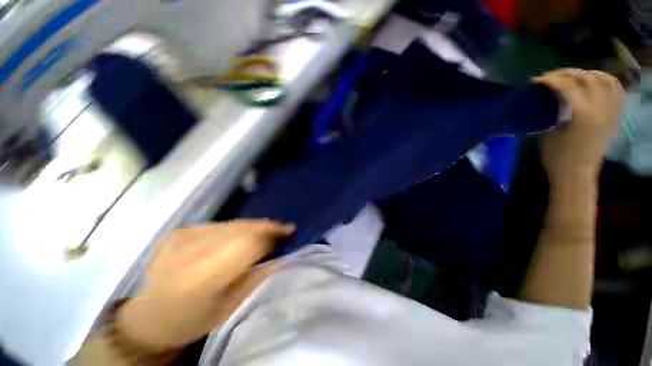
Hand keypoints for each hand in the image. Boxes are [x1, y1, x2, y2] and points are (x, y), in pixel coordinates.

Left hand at [114, 220, 294, 353]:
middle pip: (242, 228)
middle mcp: (191, 249)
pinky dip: (238, 227)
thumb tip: (284, 252)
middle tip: (283, 230)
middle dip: (267, 227)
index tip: (290, 231)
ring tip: (269, 231)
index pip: (249, 242)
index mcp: (203, 276)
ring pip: (233, 223)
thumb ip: (259, 274)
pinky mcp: (182, 230)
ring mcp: (184, 235)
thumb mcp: (233, 304)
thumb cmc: (194, 319)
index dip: (272, 234)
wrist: (150, 317)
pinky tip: (245, 234)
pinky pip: (221, 224)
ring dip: (255, 226)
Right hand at [534, 69, 624, 184]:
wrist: (577, 174)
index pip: (568, 86)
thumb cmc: (557, 157)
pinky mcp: (614, 115)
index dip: (551, 80)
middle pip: (587, 78)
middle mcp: (602, 108)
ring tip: (574, 78)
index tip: (536, 80)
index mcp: (583, 114)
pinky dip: (605, 82)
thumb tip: (554, 97)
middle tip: (552, 77)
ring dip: (588, 74)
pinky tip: (594, 84)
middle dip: (567, 73)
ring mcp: (611, 111)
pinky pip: (616, 90)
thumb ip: (556, 110)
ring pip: (605, 79)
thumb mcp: (551, 132)